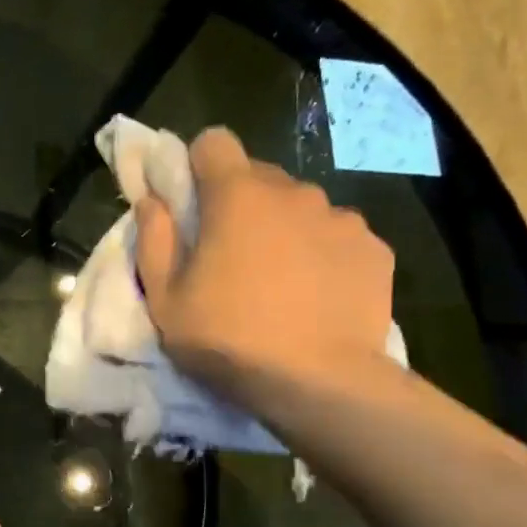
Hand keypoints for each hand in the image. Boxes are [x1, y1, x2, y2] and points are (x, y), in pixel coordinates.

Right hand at [134, 127, 395, 405]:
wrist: (319, 383)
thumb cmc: (228, 340)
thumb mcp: (166, 302)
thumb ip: (153, 241)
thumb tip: (152, 201)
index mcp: (237, 197)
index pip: (215, 142)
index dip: (198, 165)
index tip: (193, 202)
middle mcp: (294, 192)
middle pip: (259, 178)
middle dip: (240, 205)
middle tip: (231, 258)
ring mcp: (341, 218)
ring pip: (301, 209)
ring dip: (285, 231)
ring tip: (280, 284)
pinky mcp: (374, 248)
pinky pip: (338, 238)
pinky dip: (323, 257)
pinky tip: (317, 298)